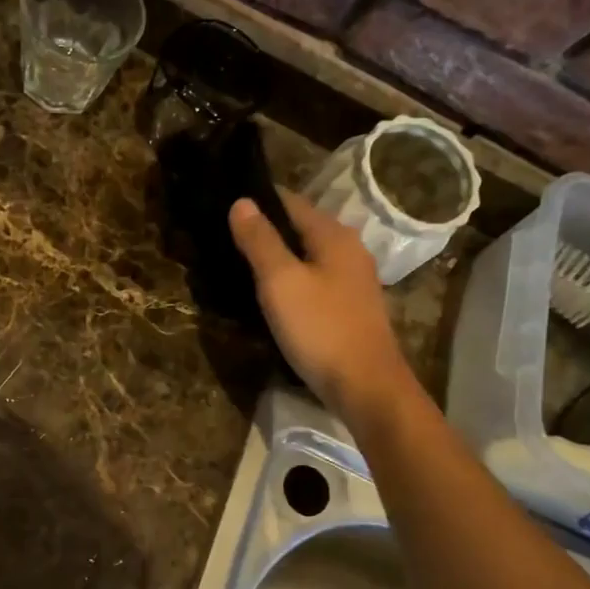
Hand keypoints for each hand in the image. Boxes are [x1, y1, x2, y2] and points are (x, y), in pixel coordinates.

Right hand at [229, 192, 413, 415]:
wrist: (366, 387)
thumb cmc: (321, 329)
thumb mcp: (281, 282)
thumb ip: (260, 240)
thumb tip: (241, 201)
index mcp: (333, 235)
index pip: (290, 201)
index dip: (257, 201)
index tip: (223, 207)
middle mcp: (348, 249)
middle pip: (300, 227)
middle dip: (265, 229)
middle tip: (224, 238)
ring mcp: (353, 280)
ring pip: (307, 255)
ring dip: (277, 257)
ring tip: (239, 264)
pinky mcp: (350, 306)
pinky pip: (314, 280)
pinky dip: (291, 279)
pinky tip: (271, 294)